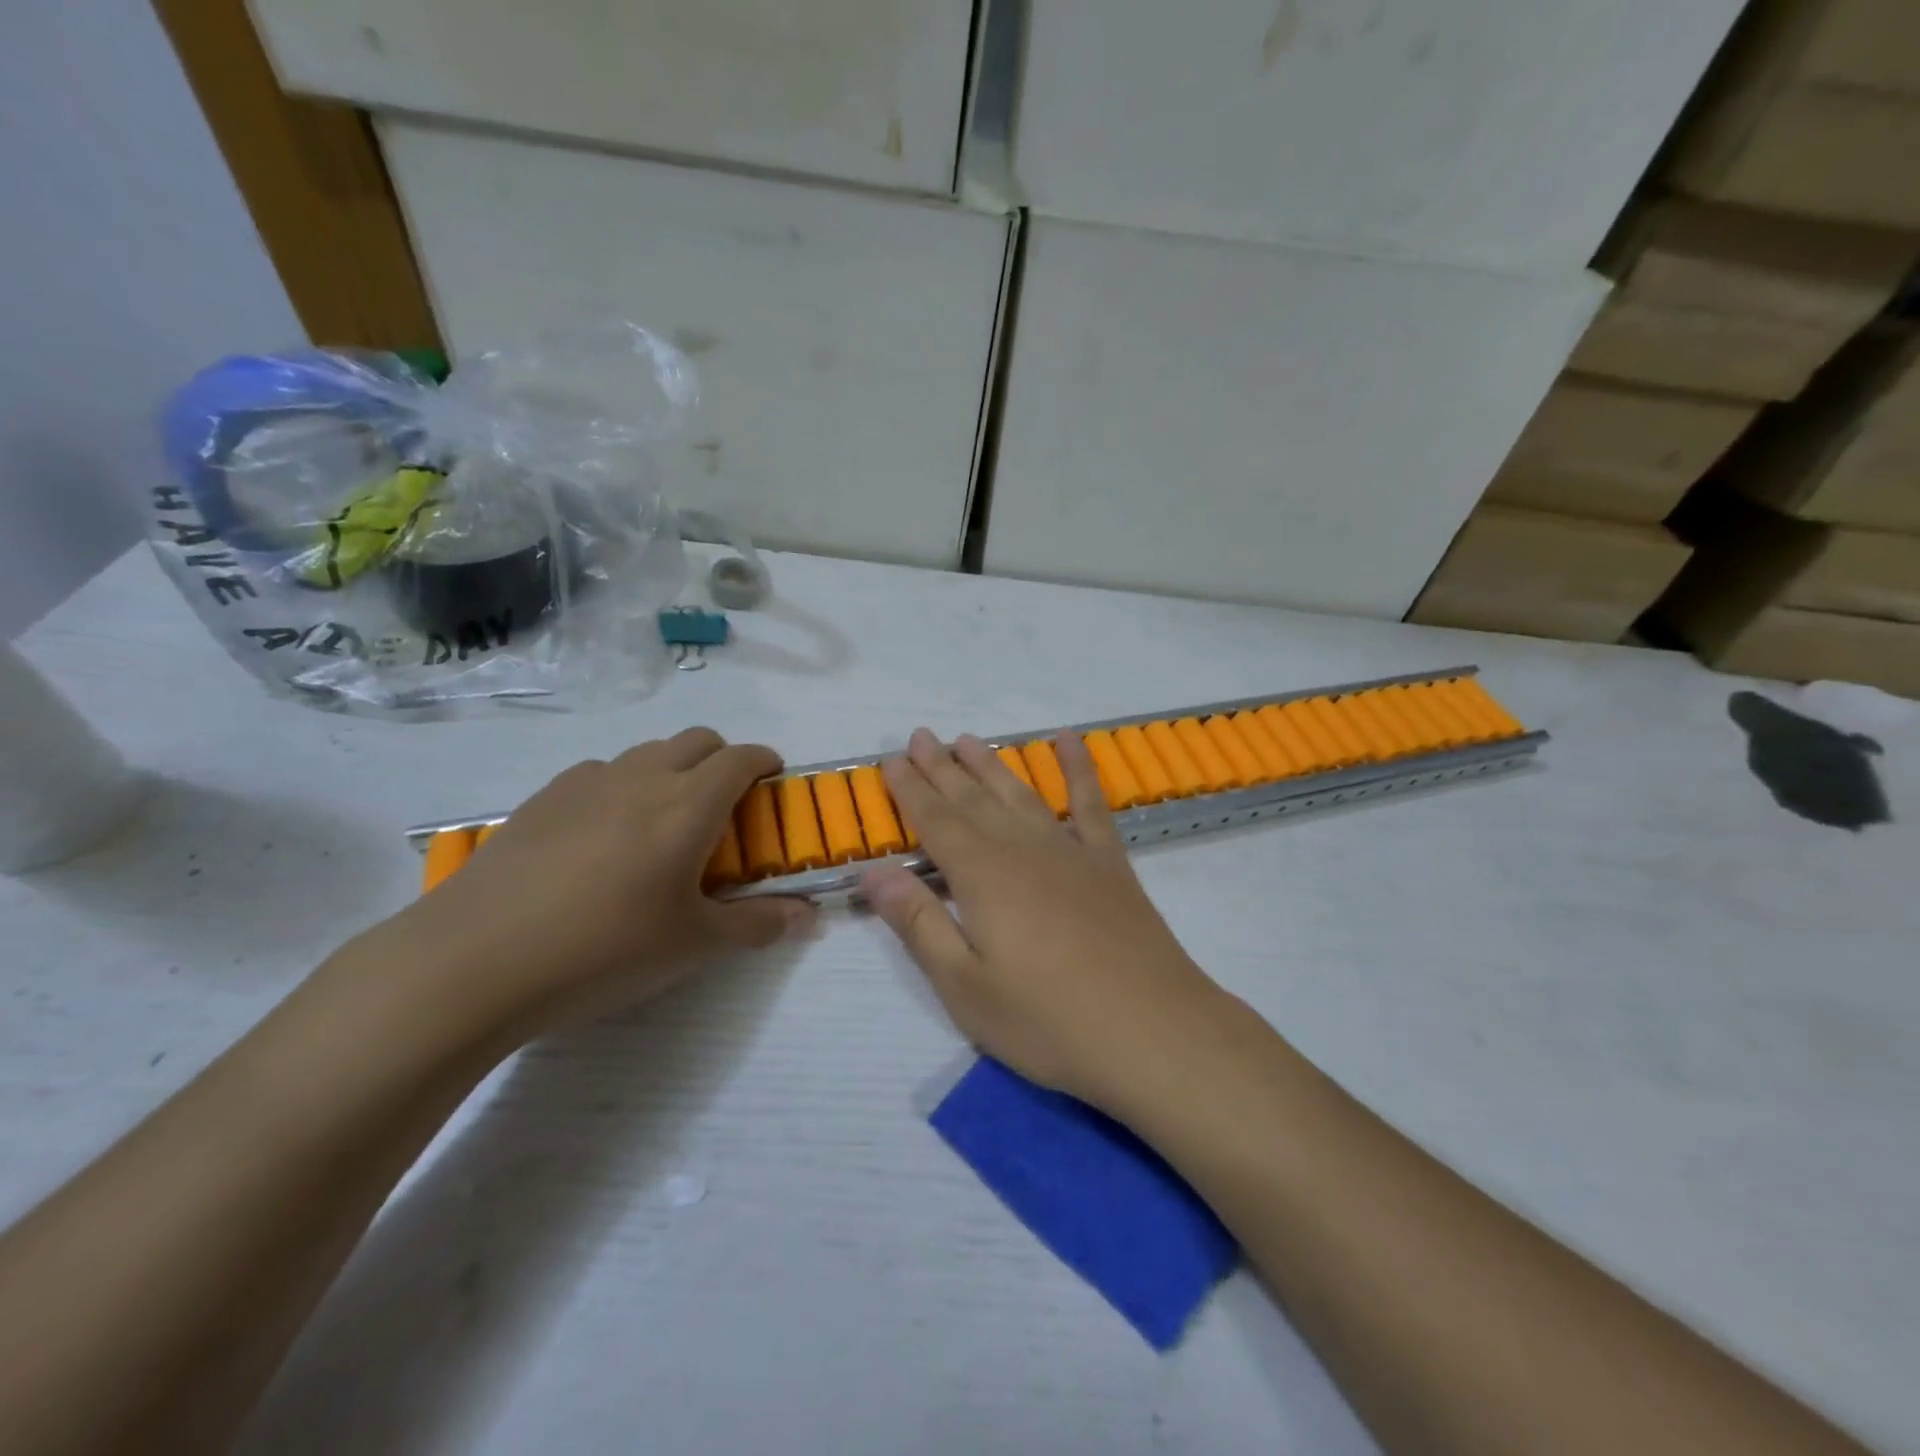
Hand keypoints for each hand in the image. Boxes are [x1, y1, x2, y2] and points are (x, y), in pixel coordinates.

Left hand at [375, 729, 815, 1038]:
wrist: (472, 963)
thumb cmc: (603, 950)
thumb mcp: (692, 945)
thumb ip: (758, 924)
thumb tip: (809, 917)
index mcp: (688, 805)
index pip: (741, 759)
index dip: (765, 761)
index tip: (774, 780)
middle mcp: (641, 778)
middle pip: (696, 740)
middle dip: (722, 759)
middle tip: (725, 807)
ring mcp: (585, 783)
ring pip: (646, 753)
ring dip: (671, 770)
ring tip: (662, 825)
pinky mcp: (540, 800)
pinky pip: (599, 774)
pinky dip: (621, 787)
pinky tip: (602, 839)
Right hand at [861, 729, 1225, 1111]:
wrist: (1153, 1031)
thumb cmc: (1048, 1020)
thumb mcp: (965, 987)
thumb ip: (918, 923)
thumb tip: (873, 871)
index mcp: (982, 876)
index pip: (935, 821)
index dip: (910, 789)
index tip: (891, 759)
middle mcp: (1023, 848)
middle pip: (973, 798)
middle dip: (943, 767)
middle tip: (921, 736)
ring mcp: (1070, 850)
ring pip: (1020, 793)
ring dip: (991, 765)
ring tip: (969, 740)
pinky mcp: (1109, 861)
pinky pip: (1089, 801)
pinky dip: (1078, 766)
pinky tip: (1068, 740)